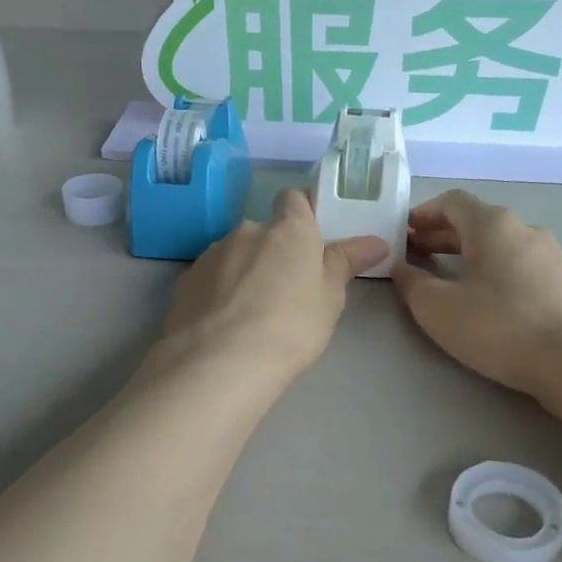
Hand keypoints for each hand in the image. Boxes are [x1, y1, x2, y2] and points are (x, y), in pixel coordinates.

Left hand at [159, 189, 388, 380]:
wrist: (220, 362)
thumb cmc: (290, 328)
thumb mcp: (329, 299)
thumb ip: (346, 263)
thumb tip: (376, 241)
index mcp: (289, 230)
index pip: (295, 199)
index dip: (303, 214)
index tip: (310, 240)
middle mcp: (248, 230)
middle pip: (264, 232)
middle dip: (272, 252)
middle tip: (284, 291)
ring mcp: (212, 253)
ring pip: (234, 254)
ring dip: (243, 272)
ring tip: (249, 314)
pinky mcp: (185, 279)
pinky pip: (210, 278)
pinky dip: (218, 292)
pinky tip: (222, 324)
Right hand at [392, 190, 561, 397]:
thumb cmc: (499, 325)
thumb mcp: (437, 307)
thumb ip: (412, 283)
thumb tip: (400, 267)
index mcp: (492, 224)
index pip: (452, 202)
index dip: (423, 213)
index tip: (403, 232)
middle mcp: (524, 229)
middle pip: (476, 222)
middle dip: (442, 235)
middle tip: (415, 255)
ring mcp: (550, 255)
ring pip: (499, 244)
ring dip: (468, 254)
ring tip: (447, 277)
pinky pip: (519, 264)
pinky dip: (493, 270)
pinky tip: (485, 298)